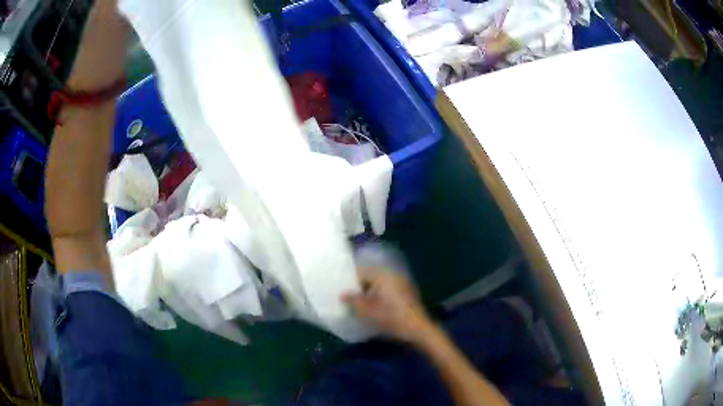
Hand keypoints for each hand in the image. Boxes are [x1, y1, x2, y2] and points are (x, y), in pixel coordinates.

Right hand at [342, 267, 433, 342]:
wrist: (417, 329)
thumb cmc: (390, 317)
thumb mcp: (366, 310)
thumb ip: (352, 300)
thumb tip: (342, 294)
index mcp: (383, 275)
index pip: (361, 271)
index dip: (350, 281)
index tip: (341, 290)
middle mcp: (393, 275)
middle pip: (371, 276)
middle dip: (359, 286)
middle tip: (348, 298)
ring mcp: (402, 283)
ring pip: (379, 284)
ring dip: (369, 292)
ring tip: (359, 304)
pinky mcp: (406, 293)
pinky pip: (388, 290)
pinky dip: (379, 295)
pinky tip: (374, 307)